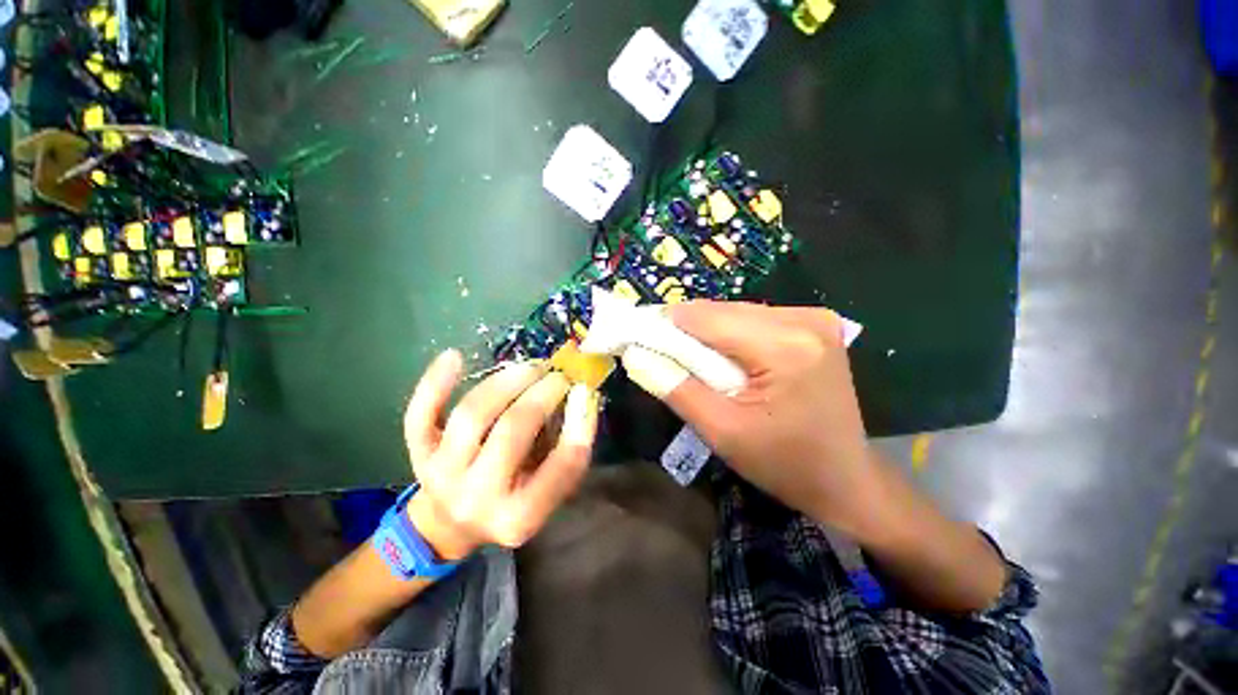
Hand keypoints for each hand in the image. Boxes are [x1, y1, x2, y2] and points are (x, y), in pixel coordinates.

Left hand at [403, 350, 598, 559]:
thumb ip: (565, 451)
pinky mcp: (419, 454)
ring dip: (506, 382)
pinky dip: (434, 384)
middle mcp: (477, 496)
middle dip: (541, 394)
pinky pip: (420, 415)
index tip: (586, 392)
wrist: (451, 523)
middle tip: (558, 375)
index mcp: (519, 516)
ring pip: (472, 414)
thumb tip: (579, 397)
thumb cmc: (512, 503)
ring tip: (530, 368)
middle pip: (511, 431)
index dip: (580, 425)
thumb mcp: (548, 492)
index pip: (560, 467)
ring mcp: (442, 473)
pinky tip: (454, 357)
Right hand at [624, 301, 878, 536]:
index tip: (637, 339)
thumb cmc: (784, 464)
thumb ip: (674, 387)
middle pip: (720, 311)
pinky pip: (752, 320)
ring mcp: (814, 318)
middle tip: (665, 360)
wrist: (846, 479)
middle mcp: (804, 319)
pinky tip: (730, 364)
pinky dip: (730, 337)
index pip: (704, 317)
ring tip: (700, 369)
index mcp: (785, 346)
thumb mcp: (721, 431)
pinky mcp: (814, 324)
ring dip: (708, 336)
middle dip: (686, 333)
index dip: (663, 325)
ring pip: (734, 313)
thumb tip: (635, 353)